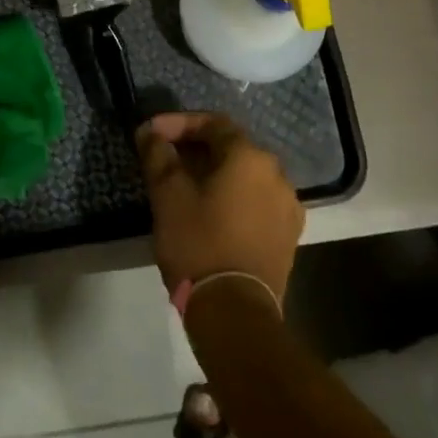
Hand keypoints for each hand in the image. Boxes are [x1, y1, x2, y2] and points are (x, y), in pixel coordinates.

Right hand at [139, 112, 303, 302]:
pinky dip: (232, 197)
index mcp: (250, 157)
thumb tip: (150, 132)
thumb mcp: (168, 195)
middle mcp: (276, 174)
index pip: (212, 123)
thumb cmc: (199, 244)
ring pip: (244, 176)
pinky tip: (210, 210)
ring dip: (214, 173)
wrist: (236, 315)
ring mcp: (287, 207)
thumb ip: (158, 154)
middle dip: (195, 147)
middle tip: (165, 156)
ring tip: (184, 184)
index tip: (151, 132)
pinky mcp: (288, 236)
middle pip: (231, 147)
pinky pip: (256, 201)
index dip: (178, 123)